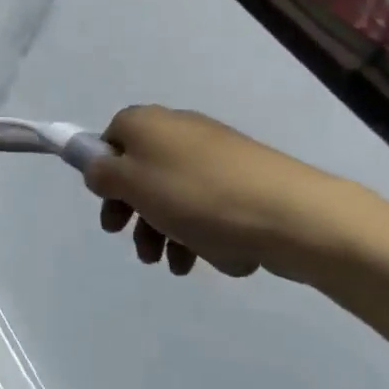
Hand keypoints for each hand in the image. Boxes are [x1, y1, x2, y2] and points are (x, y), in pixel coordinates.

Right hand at [82, 106, 361, 281]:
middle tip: (137, 246)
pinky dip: (197, 231)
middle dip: (135, 212)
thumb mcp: (131, 184)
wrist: (289, 213)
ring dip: (164, 230)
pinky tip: (203, 258)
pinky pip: (205, 205)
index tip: (109, 208)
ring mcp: (214, 154)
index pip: (110, 140)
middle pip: (141, 171)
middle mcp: (178, 129)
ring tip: (172, 265)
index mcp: (146, 122)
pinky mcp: (243, 179)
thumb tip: (99, 168)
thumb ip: (102, 174)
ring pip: (173, 193)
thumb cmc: (196, 195)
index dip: (104, 175)